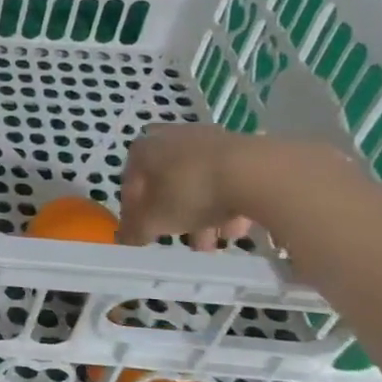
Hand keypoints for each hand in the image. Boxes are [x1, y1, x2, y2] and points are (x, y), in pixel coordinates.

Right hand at [116, 124, 275, 249]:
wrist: (256, 172)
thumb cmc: (191, 192)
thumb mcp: (155, 220)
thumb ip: (135, 231)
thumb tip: (125, 240)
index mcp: (143, 150)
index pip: (130, 185)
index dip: (135, 214)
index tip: (144, 236)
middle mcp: (172, 138)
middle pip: (167, 183)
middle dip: (173, 215)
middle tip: (182, 240)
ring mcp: (209, 140)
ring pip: (198, 183)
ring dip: (202, 214)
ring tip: (213, 243)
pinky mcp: (243, 148)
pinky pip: (226, 180)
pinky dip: (227, 203)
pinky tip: (235, 228)